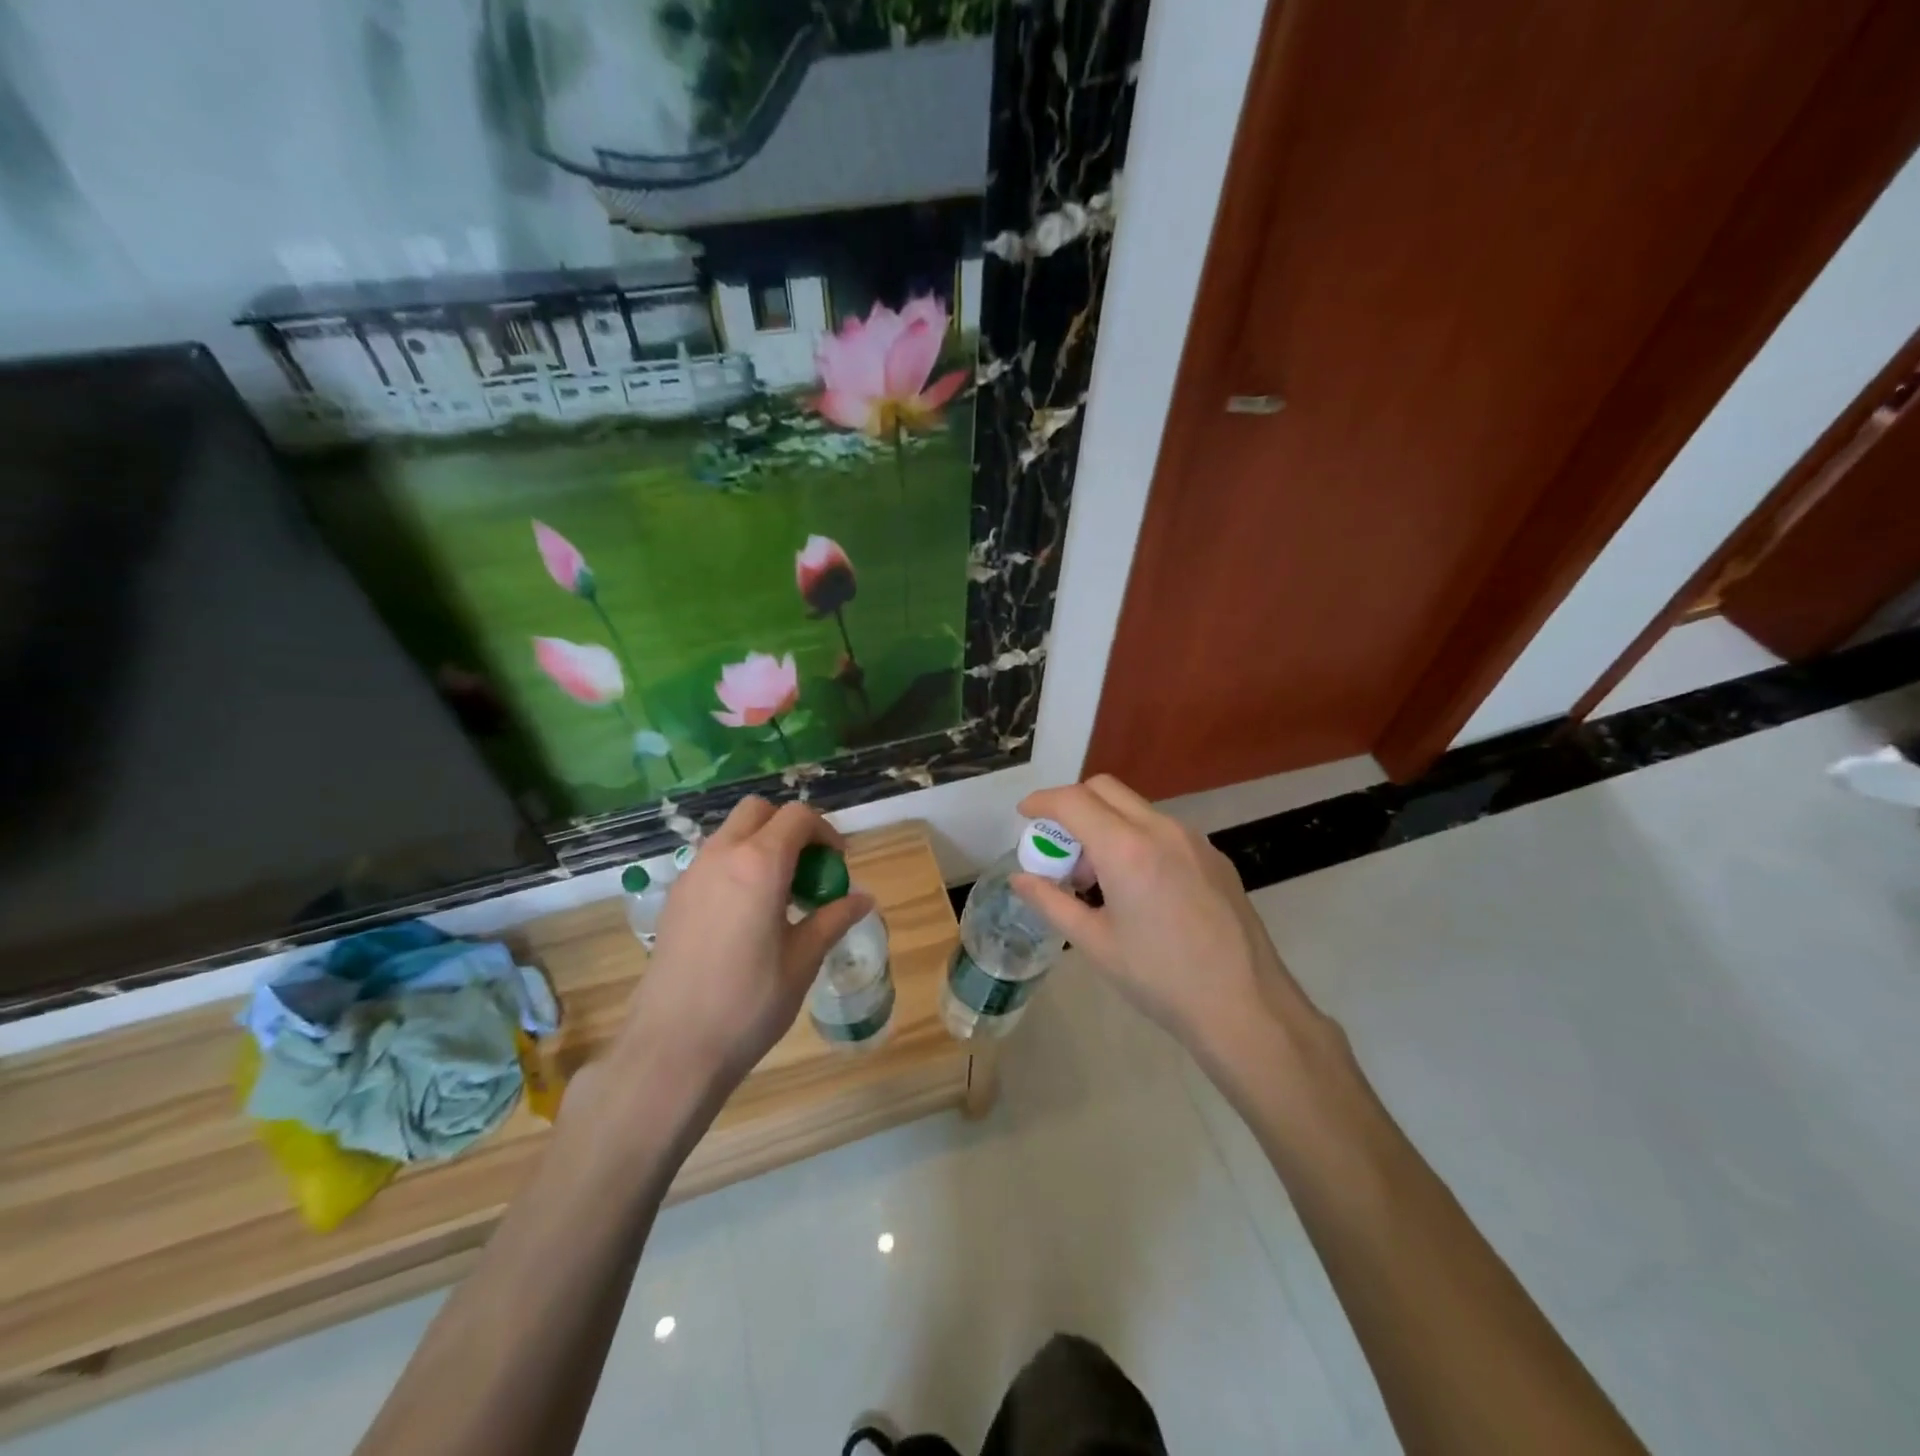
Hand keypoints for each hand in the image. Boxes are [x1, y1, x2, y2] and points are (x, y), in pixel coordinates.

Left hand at [613, 797, 873, 1097]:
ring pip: (730, 833)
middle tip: (808, 869)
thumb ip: (833, 919)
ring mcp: (691, 876)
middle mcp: (721, 856)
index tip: (837, 863)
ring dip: (761, 845)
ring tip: (780, 895)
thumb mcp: (803, 960)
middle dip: (789, 828)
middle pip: (758, 811)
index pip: (797, 816)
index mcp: (759, 865)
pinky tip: (746, 915)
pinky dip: (736, 866)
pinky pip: (711, 861)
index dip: (825, 831)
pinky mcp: (674, 899)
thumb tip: (864, 899)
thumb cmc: (748, 1003)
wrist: (672, 1049)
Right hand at [1013, 776, 1337, 1078]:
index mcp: (1126, 848)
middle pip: (1105, 789)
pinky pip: (1163, 829)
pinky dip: (1136, 838)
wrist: (1244, 1005)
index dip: (1042, 801)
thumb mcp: (1094, 943)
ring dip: (1106, 824)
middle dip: (1073, 805)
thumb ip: (1051, 902)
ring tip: (1098, 877)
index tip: (1025, 814)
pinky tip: (1138, 888)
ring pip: (1135, 808)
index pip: (1073, 800)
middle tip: (1060, 847)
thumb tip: (1020, 879)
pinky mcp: (1214, 856)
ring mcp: (1193, 840)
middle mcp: (1161, 829)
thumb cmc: (1159, 978)